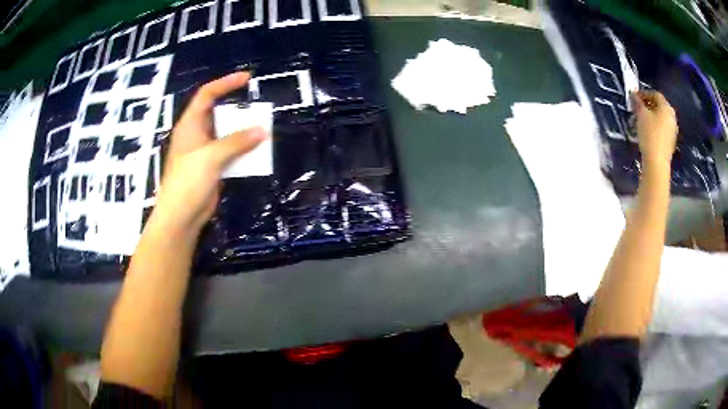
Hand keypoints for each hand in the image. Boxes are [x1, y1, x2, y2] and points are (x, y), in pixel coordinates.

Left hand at [152, 72, 266, 234]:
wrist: (181, 217)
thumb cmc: (188, 182)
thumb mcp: (211, 157)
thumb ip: (236, 142)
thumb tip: (261, 130)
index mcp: (190, 125)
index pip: (207, 95)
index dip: (225, 83)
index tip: (246, 78)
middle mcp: (197, 135)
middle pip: (218, 113)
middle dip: (238, 110)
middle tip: (258, 109)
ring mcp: (204, 152)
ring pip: (226, 134)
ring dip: (243, 132)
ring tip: (262, 130)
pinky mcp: (212, 168)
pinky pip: (230, 153)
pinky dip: (242, 151)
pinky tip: (256, 153)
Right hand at [631, 90, 677, 167]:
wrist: (657, 162)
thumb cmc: (650, 134)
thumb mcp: (641, 115)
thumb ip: (637, 102)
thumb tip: (633, 94)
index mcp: (666, 107)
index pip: (655, 94)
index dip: (644, 93)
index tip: (634, 97)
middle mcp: (672, 116)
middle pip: (659, 106)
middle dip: (648, 105)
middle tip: (638, 108)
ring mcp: (673, 130)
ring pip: (661, 117)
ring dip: (651, 116)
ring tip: (641, 120)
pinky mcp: (671, 141)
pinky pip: (663, 128)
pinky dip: (655, 125)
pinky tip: (648, 130)